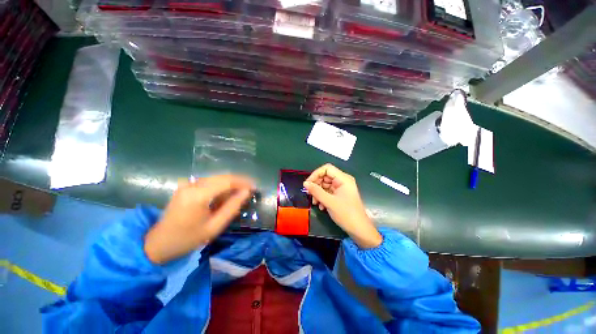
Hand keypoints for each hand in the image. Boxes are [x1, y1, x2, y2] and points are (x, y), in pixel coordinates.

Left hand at [144, 175, 254, 263]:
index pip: (226, 181)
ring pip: (216, 178)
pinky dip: (220, 186)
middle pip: (222, 177)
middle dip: (238, 181)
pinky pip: (209, 182)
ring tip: (240, 193)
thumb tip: (246, 192)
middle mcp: (192, 184)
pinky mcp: (186, 186)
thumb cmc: (187, 239)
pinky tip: (225, 195)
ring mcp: (187, 184)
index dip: (243, 182)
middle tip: (250, 189)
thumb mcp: (214, 227)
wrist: (157, 244)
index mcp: (198, 195)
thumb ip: (232, 207)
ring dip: (230, 184)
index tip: (254, 187)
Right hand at [303, 164, 381, 248]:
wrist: (359, 230)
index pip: (327, 169)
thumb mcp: (329, 202)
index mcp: (343, 179)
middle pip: (325, 177)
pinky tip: (321, 206)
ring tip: (315, 203)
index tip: (308, 184)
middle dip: (316, 185)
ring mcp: (341, 188)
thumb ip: (316, 191)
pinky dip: (323, 197)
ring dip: (318, 193)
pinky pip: (328, 192)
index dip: (316, 174)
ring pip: (325, 185)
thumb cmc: (346, 214)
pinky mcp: (340, 195)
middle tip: (310, 194)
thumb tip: (305, 183)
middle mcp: (343, 181)